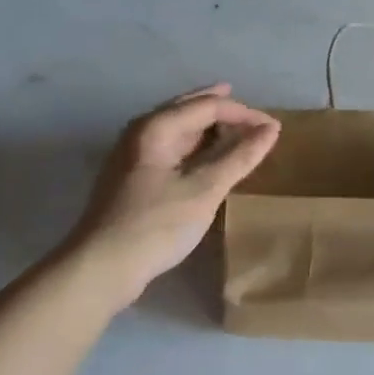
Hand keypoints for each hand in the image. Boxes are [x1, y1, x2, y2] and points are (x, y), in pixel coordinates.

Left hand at [59, 85, 279, 307]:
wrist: (100, 269)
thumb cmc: (155, 225)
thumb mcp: (204, 190)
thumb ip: (239, 157)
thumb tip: (271, 129)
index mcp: (156, 127)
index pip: (207, 106)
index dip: (244, 114)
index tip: (273, 129)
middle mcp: (140, 132)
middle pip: (187, 108)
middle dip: (221, 109)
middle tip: (251, 114)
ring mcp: (132, 155)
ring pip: (177, 128)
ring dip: (208, 127)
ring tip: (235, 131)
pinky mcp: (131, 178)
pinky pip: (170, 147)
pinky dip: (194, 146)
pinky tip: (206, 157)